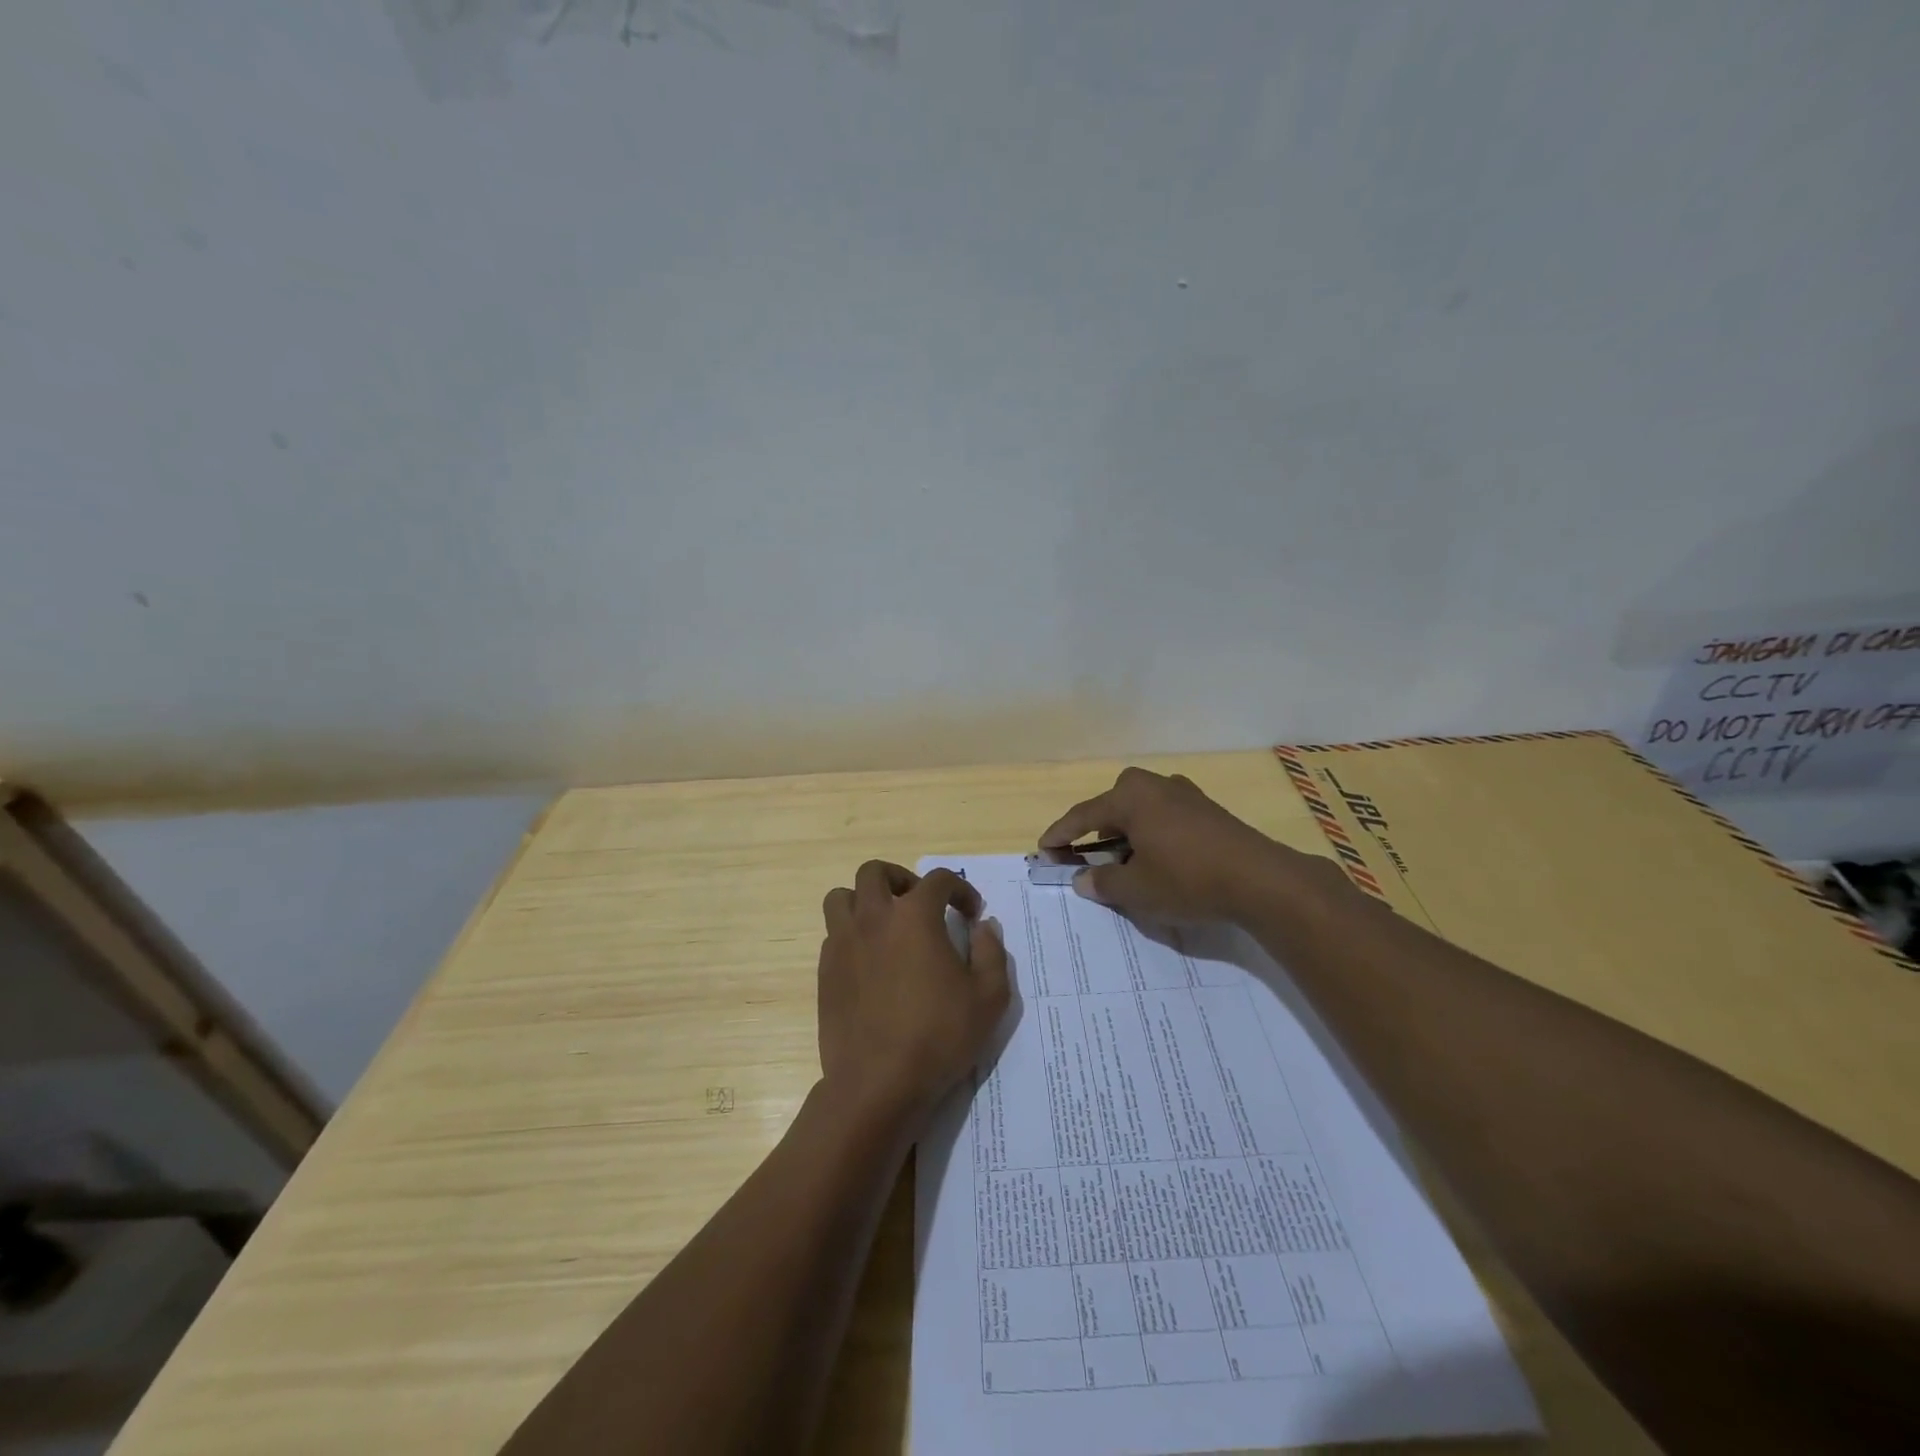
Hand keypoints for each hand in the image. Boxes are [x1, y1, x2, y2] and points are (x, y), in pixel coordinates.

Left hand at [816, 861, 1010, 1127]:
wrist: (878, 1083)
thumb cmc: (939, 1036)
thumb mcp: (989, 997)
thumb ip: (991, 952)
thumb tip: (983, 927)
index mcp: (914, 917)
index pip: (938, 880)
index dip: (960, 889)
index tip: (971, 913)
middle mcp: (873, 918)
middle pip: (875, 873)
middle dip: (900, 879)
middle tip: (919, 904)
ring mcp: (843, 943)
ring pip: (841, 897)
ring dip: (864, 901)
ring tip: (885, 925)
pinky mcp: (826, 971)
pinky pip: (833, 934)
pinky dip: (852, 934)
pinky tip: (871, 962)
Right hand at [1039, 766, 1308, 923]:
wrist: (1260, 879)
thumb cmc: (1187, 879)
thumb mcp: (1136, 890)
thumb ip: (1102, 883)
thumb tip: (1082, 879)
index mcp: (1130, 798)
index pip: (1083, 815)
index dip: (1060, 834)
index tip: (1043, 849)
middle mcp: (1155, 785)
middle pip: (1113, 804)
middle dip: (1095, 828)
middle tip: (1086, 854)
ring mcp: (1185, 794)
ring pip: (1141, 808)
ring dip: (1126, 830)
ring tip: (1124, 860)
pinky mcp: (1207, 809)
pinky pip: (1164, 815)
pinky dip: (1151, 832)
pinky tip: (1159, 857)